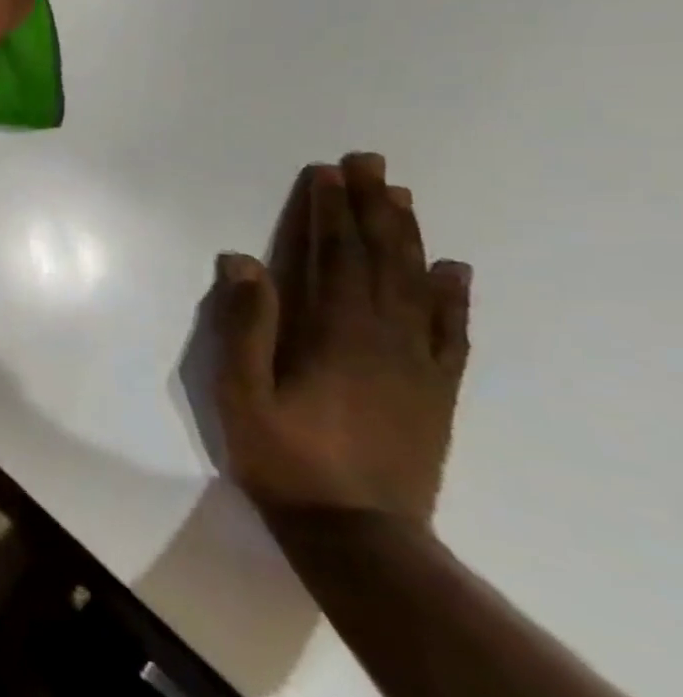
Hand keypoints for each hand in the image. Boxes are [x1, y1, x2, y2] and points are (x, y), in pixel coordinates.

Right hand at [212, 153, 472, 528]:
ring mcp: (416, 364)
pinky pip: (450, 332)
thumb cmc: (285, 457)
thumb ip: (244, 325)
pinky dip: (453, 297)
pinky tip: (454, 271)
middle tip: (370, 163)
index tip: (327, 174)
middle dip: (371, 209)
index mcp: (333, 335)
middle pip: (379, 260)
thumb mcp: (242, 393)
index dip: (328, 213)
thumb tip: (243, 260)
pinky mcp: (435, 390)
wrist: (358, 532)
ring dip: (407, 237)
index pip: (331, 257)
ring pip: (417, 286)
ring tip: (402, 197)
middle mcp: (383, 338)